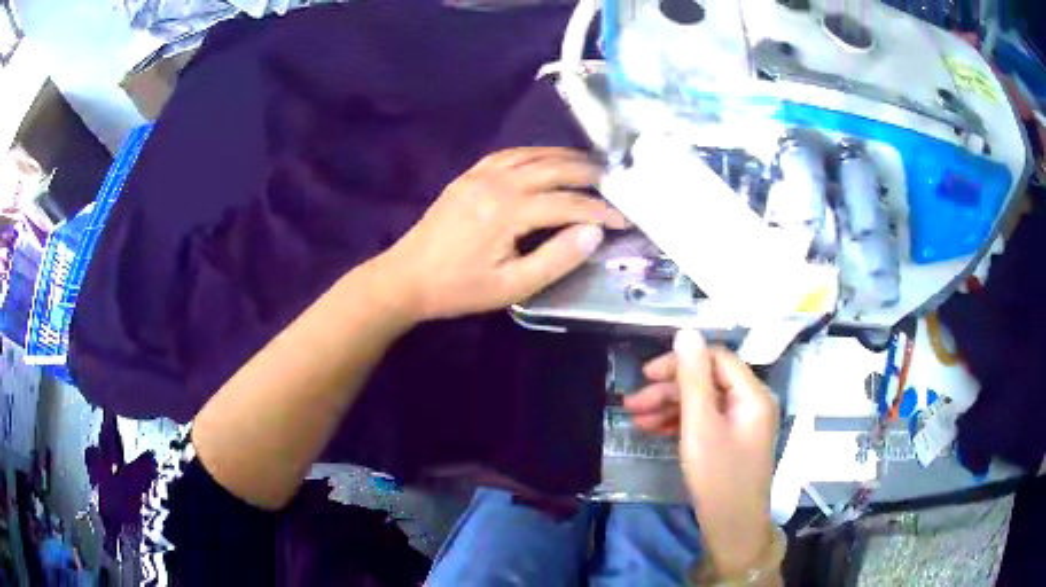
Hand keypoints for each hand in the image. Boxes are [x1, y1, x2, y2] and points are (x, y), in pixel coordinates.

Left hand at [379, 147, 628, 321]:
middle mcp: (497, 183)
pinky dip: (535, 153)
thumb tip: (594, 232)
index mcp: (509, 211)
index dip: (600, 210)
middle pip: (554, 168)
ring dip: (565, 157)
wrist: (407, 278)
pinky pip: (508, 154)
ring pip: (533, 155)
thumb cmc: (460, 288)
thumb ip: (557, 258)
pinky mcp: (468, 176)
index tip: (625, 218)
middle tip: (616, 182)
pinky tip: (547, 159)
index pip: (568, 203)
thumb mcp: (512, 286)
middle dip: (590, 173)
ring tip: (591, 165)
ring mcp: (480, 175)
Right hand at [626, 329, 778, 575]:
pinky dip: (680, 423)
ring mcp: (742, 424)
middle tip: (632, 404)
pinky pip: (706, 421)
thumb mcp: (700, 426)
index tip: (646, 374)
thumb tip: (686, 332)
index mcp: (752, 394)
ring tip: (636, 420)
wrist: (732, 527)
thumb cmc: (718, 477)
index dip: (680, 362)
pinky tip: (654, 430)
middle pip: (708, 381)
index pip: (715, 359)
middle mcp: (751, 403)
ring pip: (703, 403)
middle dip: (669, 389)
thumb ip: (693, 378)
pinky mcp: (732, 441)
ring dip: (670, 407)